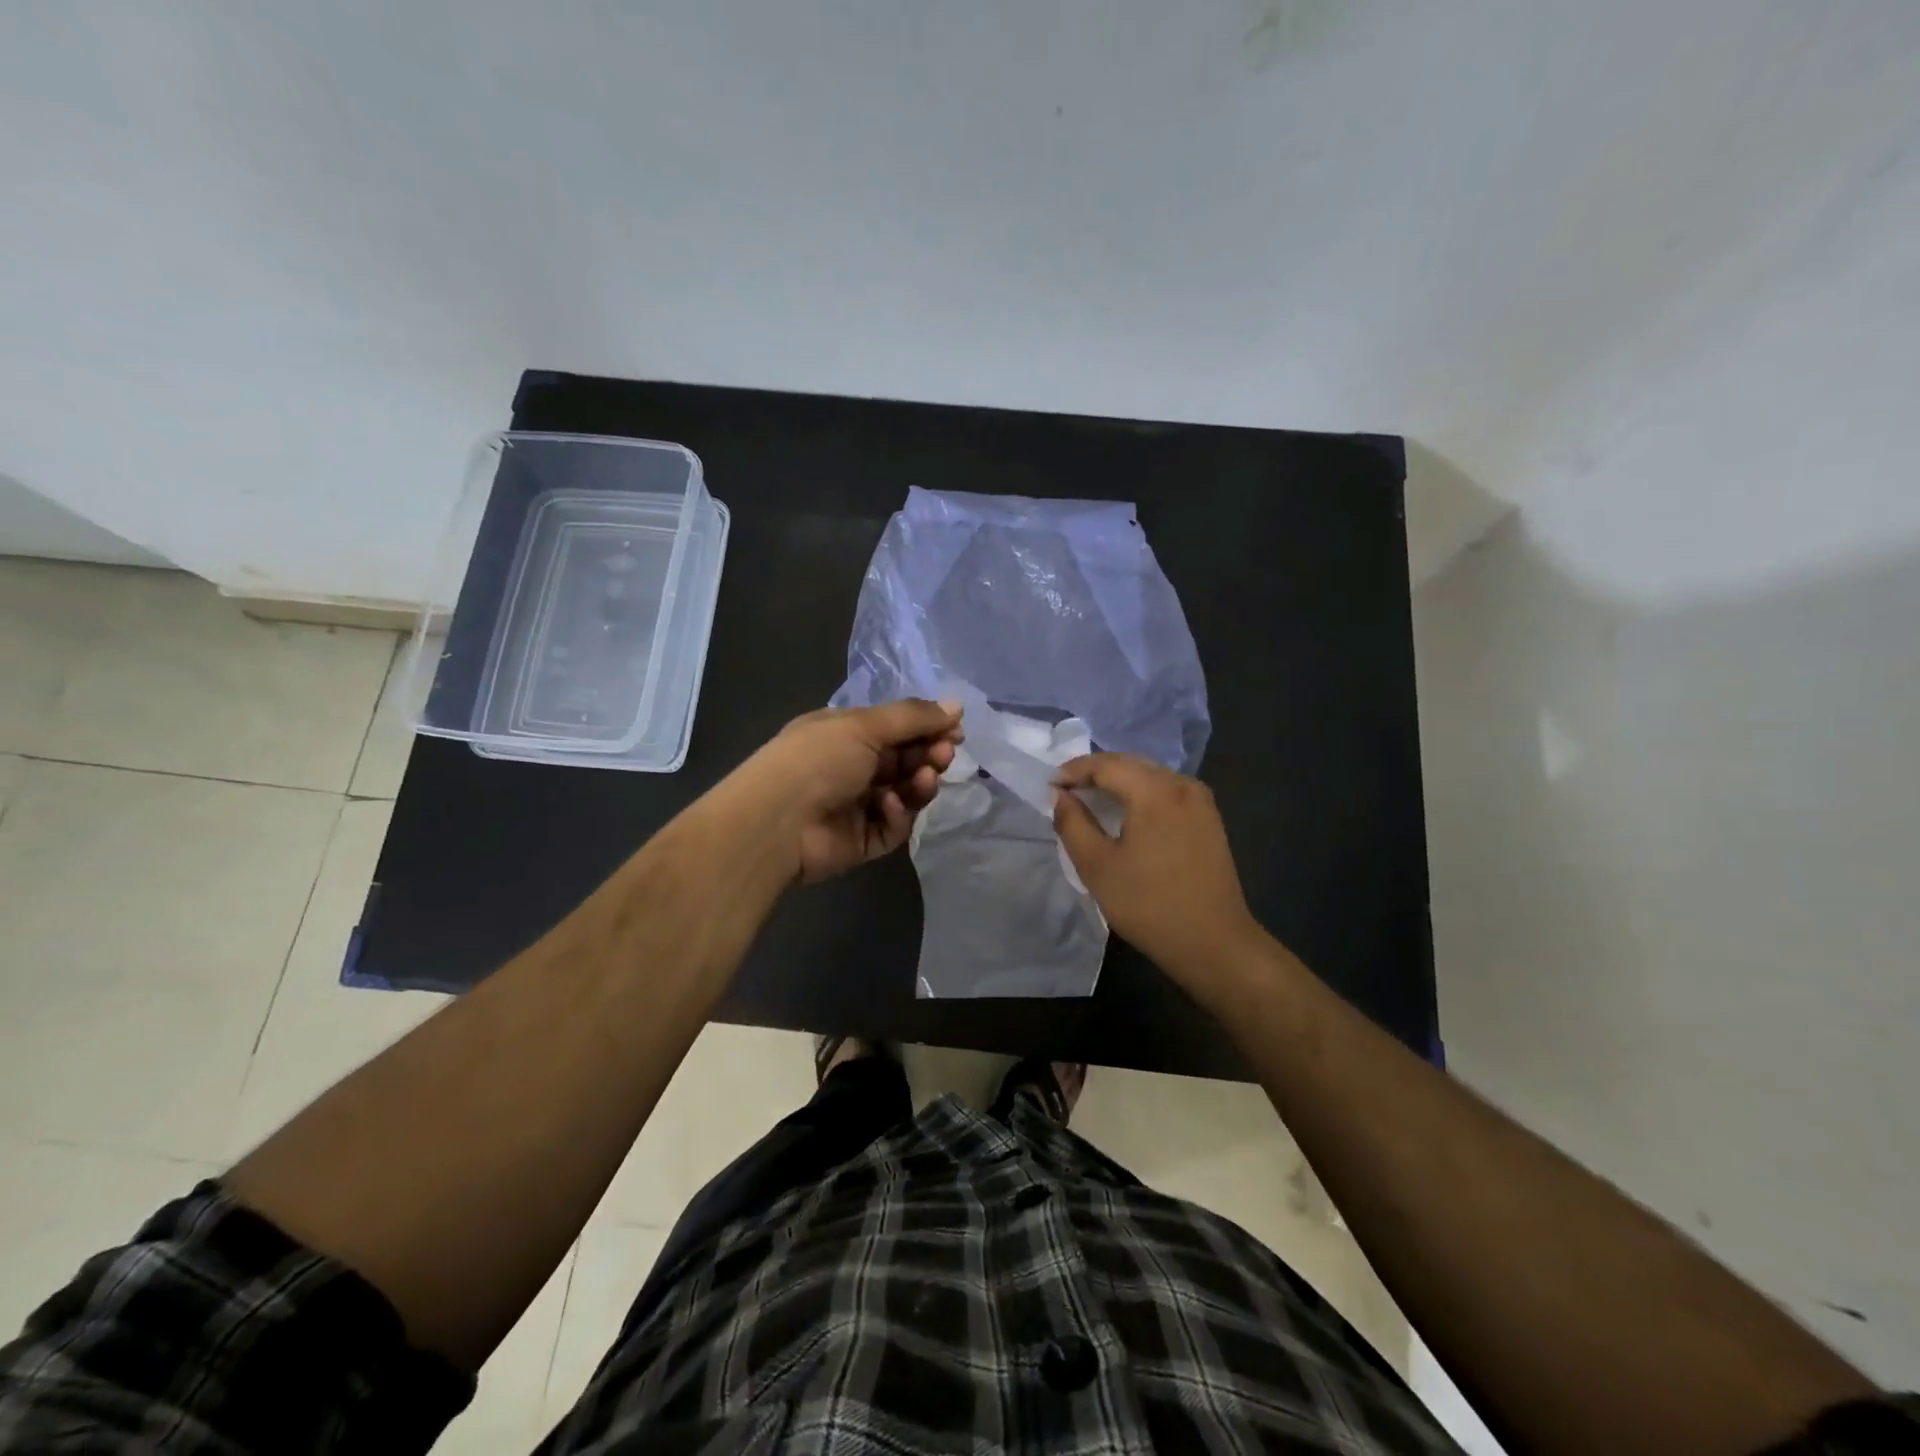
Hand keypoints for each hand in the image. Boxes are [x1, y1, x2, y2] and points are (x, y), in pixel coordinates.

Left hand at [746, 699, 962, 882]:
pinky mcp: (863, 841)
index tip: (956, 729)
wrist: (777, 823)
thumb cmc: (817, 760)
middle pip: (905, 759)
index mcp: (845, 733)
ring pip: (905, 793)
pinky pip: (893, 825)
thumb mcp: (864, 725)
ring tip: (926, 777)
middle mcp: (851, 767)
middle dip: (928, 754)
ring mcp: (857, 805)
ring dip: (919, 783)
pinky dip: (897, 813)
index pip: (896, 727)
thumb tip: (957, 705)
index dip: (927, 727)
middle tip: (945, 753)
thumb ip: (913, 717)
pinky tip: (889, 804)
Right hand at [1053, 753, 1261, 984]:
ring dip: (1119, 782)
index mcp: (1155, 791)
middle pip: (1130, 764)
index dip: (1073, 771)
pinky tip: (1128, 813)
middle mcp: (1182, 785)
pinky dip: (1142, 794)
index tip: (1049, 785)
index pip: (1106, 765)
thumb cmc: (1149, 905)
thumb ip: (1072, 823)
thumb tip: (1060, 795)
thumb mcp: (1097, 866)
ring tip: (1092, 799)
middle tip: (1066, 790)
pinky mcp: (1210, 819)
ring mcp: (1201, 801)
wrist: (1214, 943)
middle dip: (1095, 772)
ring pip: (1151, 776)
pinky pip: (1168, 792)